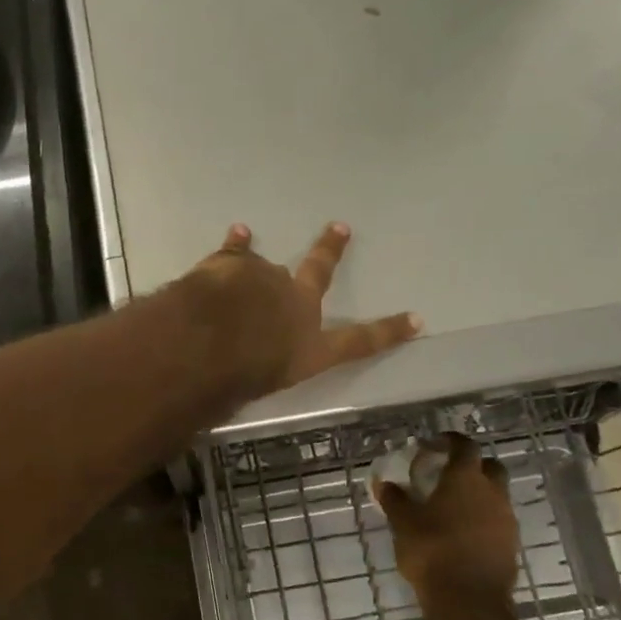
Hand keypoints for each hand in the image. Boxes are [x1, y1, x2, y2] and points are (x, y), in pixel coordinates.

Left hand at [181, 223, 420, 398]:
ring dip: (258, 267)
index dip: (388, 332)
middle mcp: (296, 306)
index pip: (359, 342)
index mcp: (310, 348)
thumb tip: (246, 367)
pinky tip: (239, 232)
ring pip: (268, 267)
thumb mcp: (256, 391)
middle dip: (331, 251)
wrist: (204, 345)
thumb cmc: (232, 383)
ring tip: (253, 245)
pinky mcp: (235, 263)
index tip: (416, 319)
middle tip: (341, 228)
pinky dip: (237, 242)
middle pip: (319, 273)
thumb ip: (260, 372)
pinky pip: (237, 249)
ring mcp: (267, 279)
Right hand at [376, 433, 520, 605]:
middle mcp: (492, 493)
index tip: (436, 443)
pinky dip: (483, 520)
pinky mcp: (511, 545)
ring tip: (452, 508)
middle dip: (472, 466)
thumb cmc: (432, 551)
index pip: (465, 447)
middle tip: (448, 475)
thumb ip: (395, 500)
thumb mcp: (403, 523)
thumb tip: (385, 484)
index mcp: (465, 479)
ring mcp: (506, 519)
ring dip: (478, 496)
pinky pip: (498, 521)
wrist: (469, 600)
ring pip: (496, 496)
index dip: (451, 441)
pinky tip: (463, 534)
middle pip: (490, 468)